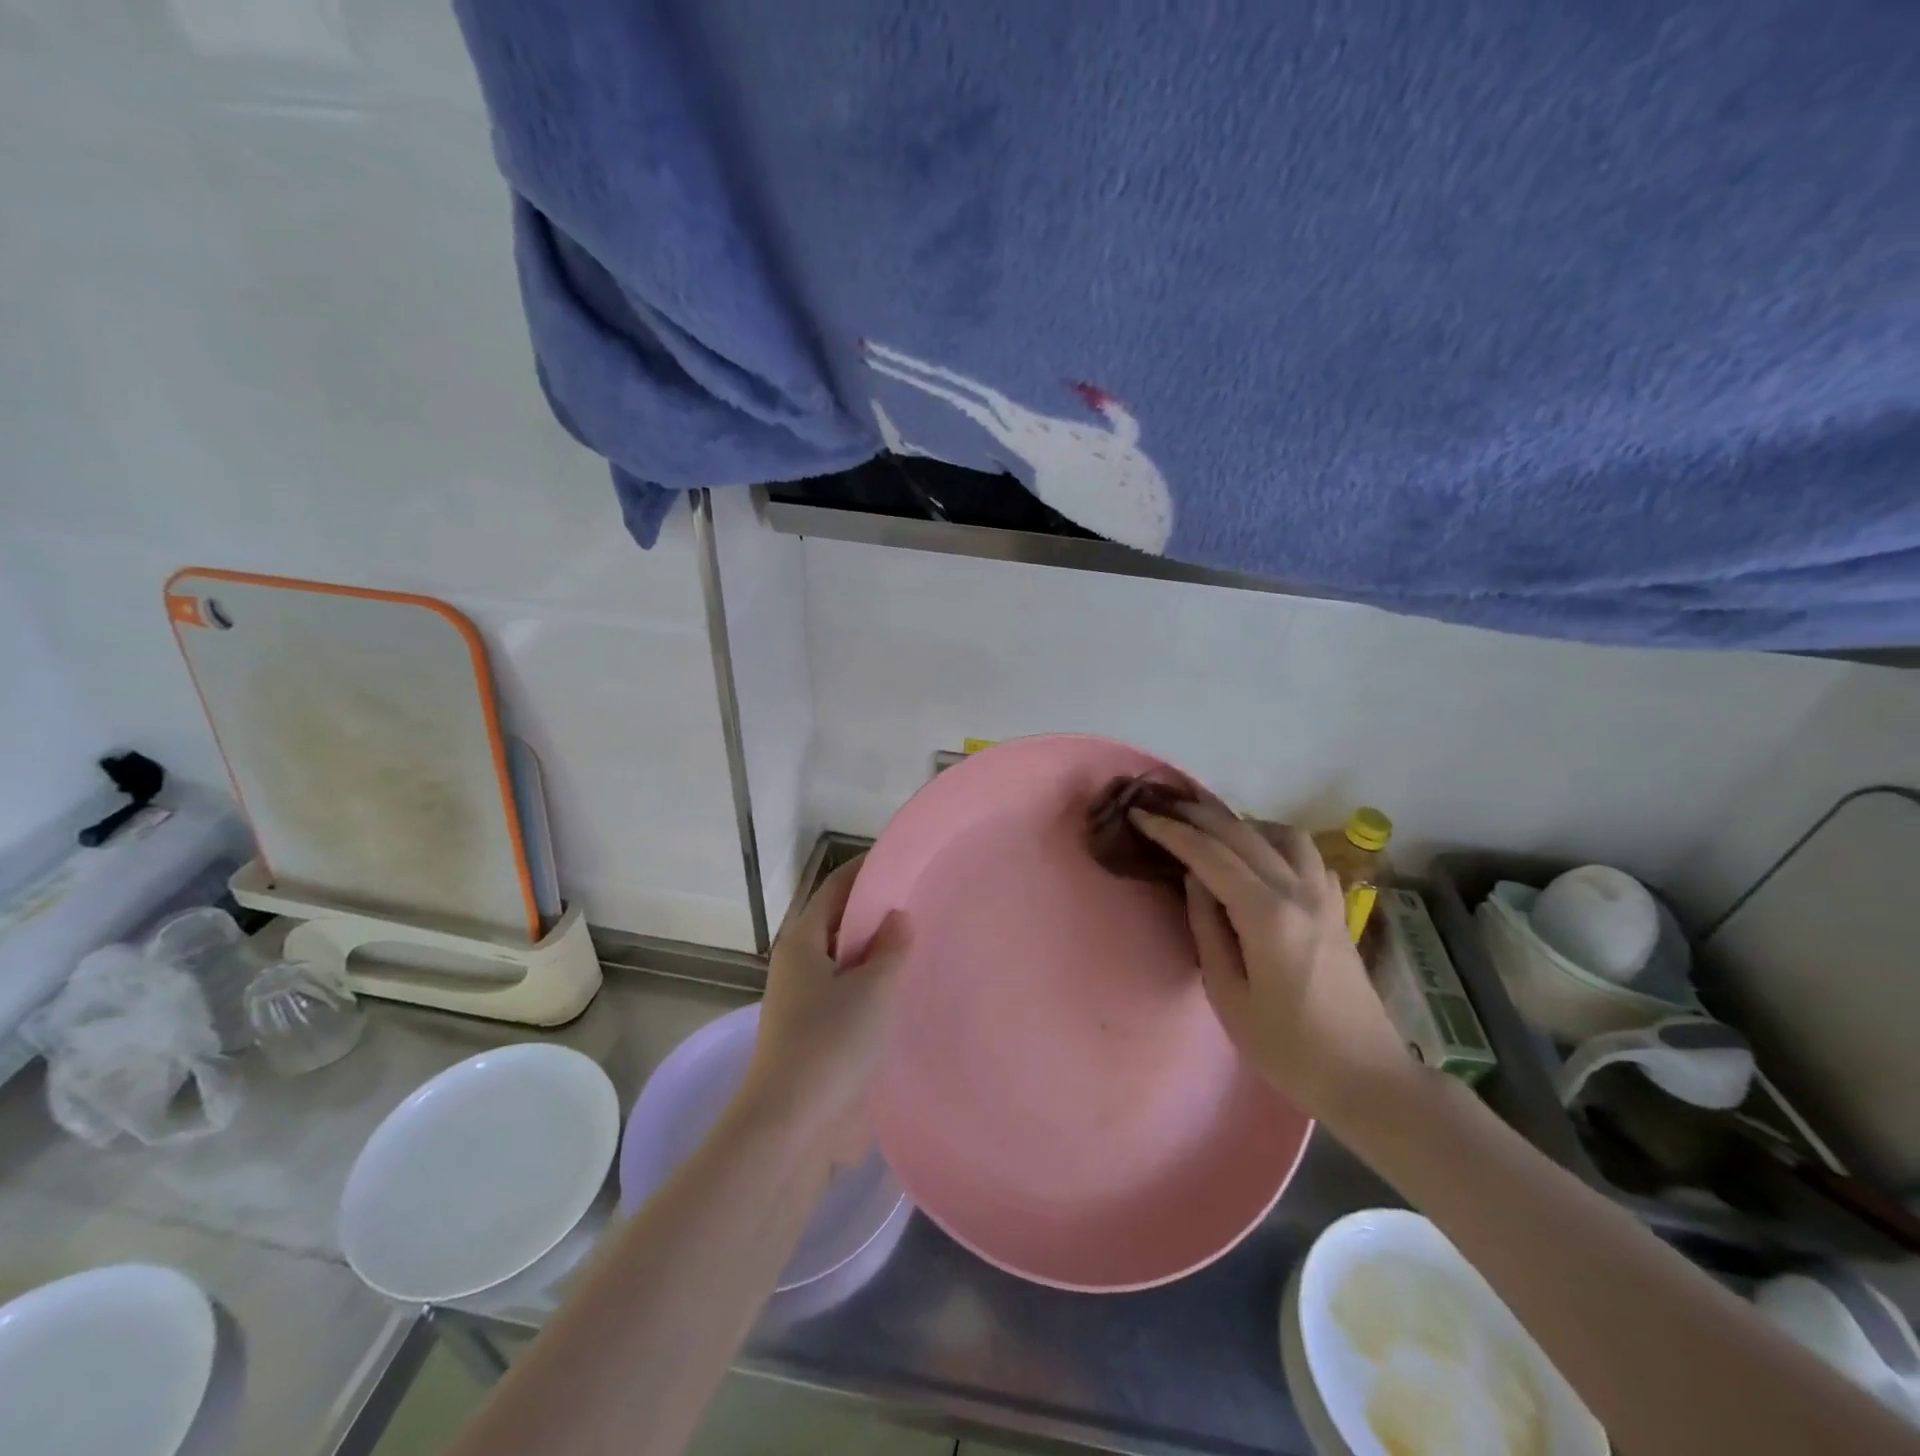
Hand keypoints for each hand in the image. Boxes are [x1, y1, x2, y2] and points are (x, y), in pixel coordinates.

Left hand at [741, 857, 911, 1159]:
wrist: (794, 1127)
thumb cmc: (830, 1044)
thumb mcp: (871, 989)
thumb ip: (889, 948)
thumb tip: (898, 916)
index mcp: (802, 943)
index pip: (835, 889)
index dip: (865, 870)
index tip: (901, 858)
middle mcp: (801, 966)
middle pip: (840, 924)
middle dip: (877, 911)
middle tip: (924, 898)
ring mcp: (809, 1003)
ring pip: (848, 963)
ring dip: (880, 952)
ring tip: (925, 939)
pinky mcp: (821, 1035)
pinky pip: (853, 996)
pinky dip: (878, 987)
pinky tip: (911, 990)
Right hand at [1129, 797, 1412, 1128]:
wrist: (1365, 1077)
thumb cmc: (1287, 1047)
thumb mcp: (1228, 994)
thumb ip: (1207, 927)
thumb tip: (1195, 879)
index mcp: (1267, 915)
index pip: (1209, 855)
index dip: (1171, 831)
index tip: (1140, 815)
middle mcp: (1298, 892)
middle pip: (1243, 833)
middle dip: (1198, 814)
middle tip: (1164, 806)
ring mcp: (1325, 897)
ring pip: (1282, 834)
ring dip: (1242, 823)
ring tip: (1213, 832)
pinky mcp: (1338, 908)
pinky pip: (1306, 856)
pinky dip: (1276, 843)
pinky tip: (1261, 860)